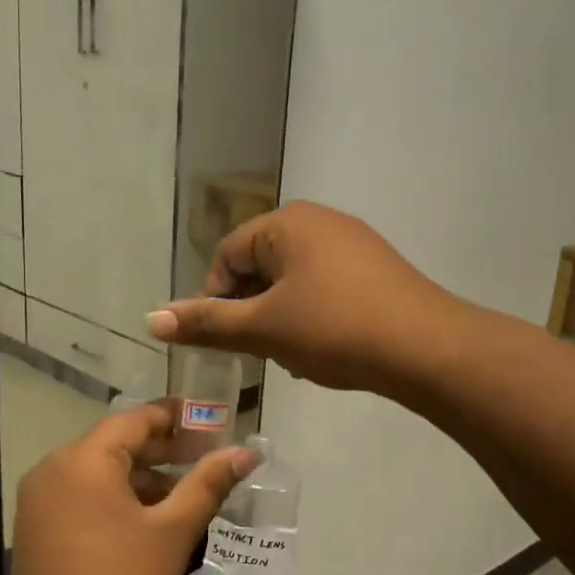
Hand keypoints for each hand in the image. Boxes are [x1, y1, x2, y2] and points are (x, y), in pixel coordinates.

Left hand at [0, 403, 258, 574]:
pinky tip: (149, 523)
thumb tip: (248, 451)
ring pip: (99, 474)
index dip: (175, 417)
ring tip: (185, 495)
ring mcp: (39, 502)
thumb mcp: (174, 532)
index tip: (210, 421)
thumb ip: (209, 483)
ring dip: (142, 478)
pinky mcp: (36, 531)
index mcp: (82, 460)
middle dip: (162, 451)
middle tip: (206, 458)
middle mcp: (52, 470)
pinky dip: (116, 500)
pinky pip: (82, 498)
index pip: (134, 420)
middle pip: (115, 444)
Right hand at [145, 201, 461, 393]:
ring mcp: (352, 242)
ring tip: (292, 354)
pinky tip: (324, 347)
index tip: (225, 340)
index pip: (227, 256)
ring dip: (279, 317)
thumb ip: (207, 322)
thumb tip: (149, 318)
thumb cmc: (334, 330)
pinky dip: (311, 315)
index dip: (215, 300)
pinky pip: (323, 286)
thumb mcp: (263, 328)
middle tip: (258, 350)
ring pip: (292, 280)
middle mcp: (319, 220)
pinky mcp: (375, 268)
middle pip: (259, 265)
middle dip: (250, 310)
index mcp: (286, 223)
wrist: (425, 349)